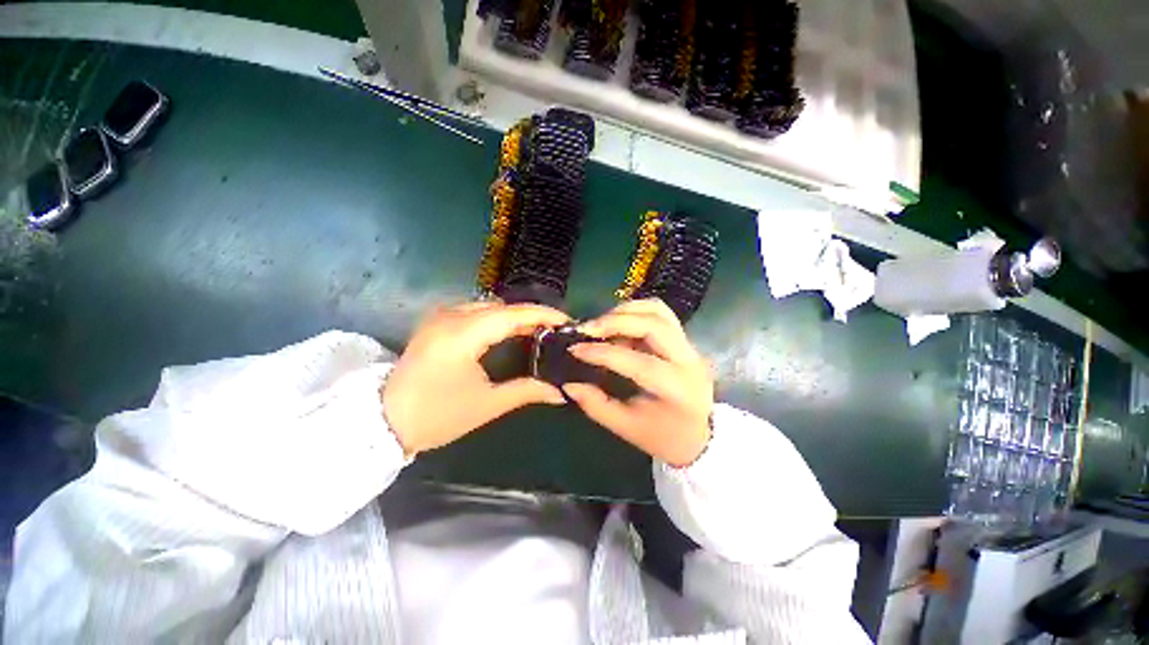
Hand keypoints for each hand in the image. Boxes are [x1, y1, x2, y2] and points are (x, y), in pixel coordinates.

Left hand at [382, 301, 568, 453]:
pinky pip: (476, 311)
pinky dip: (497, 319)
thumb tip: (560, 393)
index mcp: (462, 334)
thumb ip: (526, 391)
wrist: (383, 420)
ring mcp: (441, 316)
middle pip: (502, 307)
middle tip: (555, 331)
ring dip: (515, 317)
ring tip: (538, 332)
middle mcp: (450, 316)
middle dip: (531, 316)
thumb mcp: (486, 404)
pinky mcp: (436, 322)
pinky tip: (510, 333)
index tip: (566, 321)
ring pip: (489, 306)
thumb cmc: (436, 415)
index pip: (511, 314)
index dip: (542, 315)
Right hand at [564, 299, 713, 467]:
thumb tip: (569, 384)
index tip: (575, 349)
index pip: (639, 362)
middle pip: (654, 325)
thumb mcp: (627, 427)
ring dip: (626, 311)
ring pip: (659, 311)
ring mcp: (689, 345)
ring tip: (601, 324)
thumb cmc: (662, 436)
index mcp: (677, 389)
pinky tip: (619, 323)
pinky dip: (636, 311)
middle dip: (616, 321)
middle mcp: (688, 360)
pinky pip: (660, 313)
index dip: (604, 353)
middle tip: (587, 329)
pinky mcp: (684, 338)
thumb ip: (596, 405)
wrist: (700, 435)